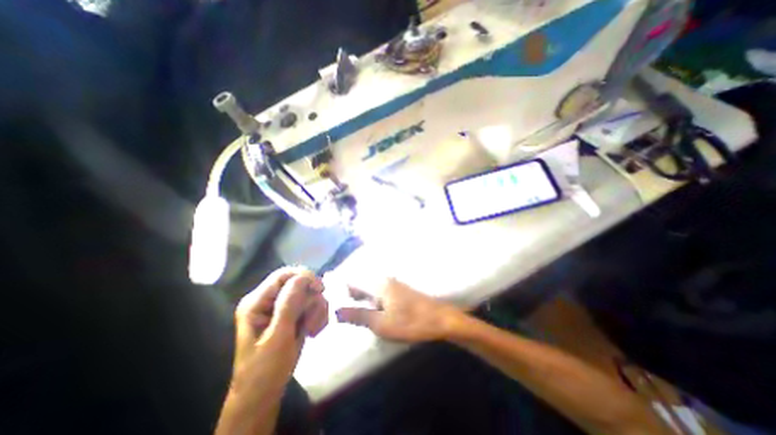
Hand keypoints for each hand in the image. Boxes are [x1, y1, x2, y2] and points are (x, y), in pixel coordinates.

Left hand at [230, 267, 325, 389]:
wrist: (264, 394)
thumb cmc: (265, 370)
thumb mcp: (278, 337)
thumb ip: (288, 305)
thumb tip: (303, 277)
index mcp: (257, 302)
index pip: (283, 275)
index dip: (304, 276)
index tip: (320, 288)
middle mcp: (270, 300)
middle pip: (299, 283)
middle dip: (311, 299)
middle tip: (313, 319)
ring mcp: (282, 307)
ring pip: (309, 294)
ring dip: (316, 310)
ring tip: (312, 329)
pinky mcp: (293, 314)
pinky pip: (312, 305)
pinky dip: (318, 315)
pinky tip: (313, 331)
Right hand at [337, 278, 462, 343]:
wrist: (440, 319)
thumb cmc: (410, 322)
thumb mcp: (381, 324)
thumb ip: (358, 316)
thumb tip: (336, 311)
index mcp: (378, 284)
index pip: (353, 282)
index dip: (341, 291)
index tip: (332, 301)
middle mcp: (385, 280)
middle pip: (362, 285)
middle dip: (351, 297)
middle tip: (344, 313)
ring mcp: (394, 285)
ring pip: (371, 290)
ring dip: (362, 300)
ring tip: (356, 315)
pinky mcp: (400, 292)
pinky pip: (380, 293)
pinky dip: (373, 302)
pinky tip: (374, 313)